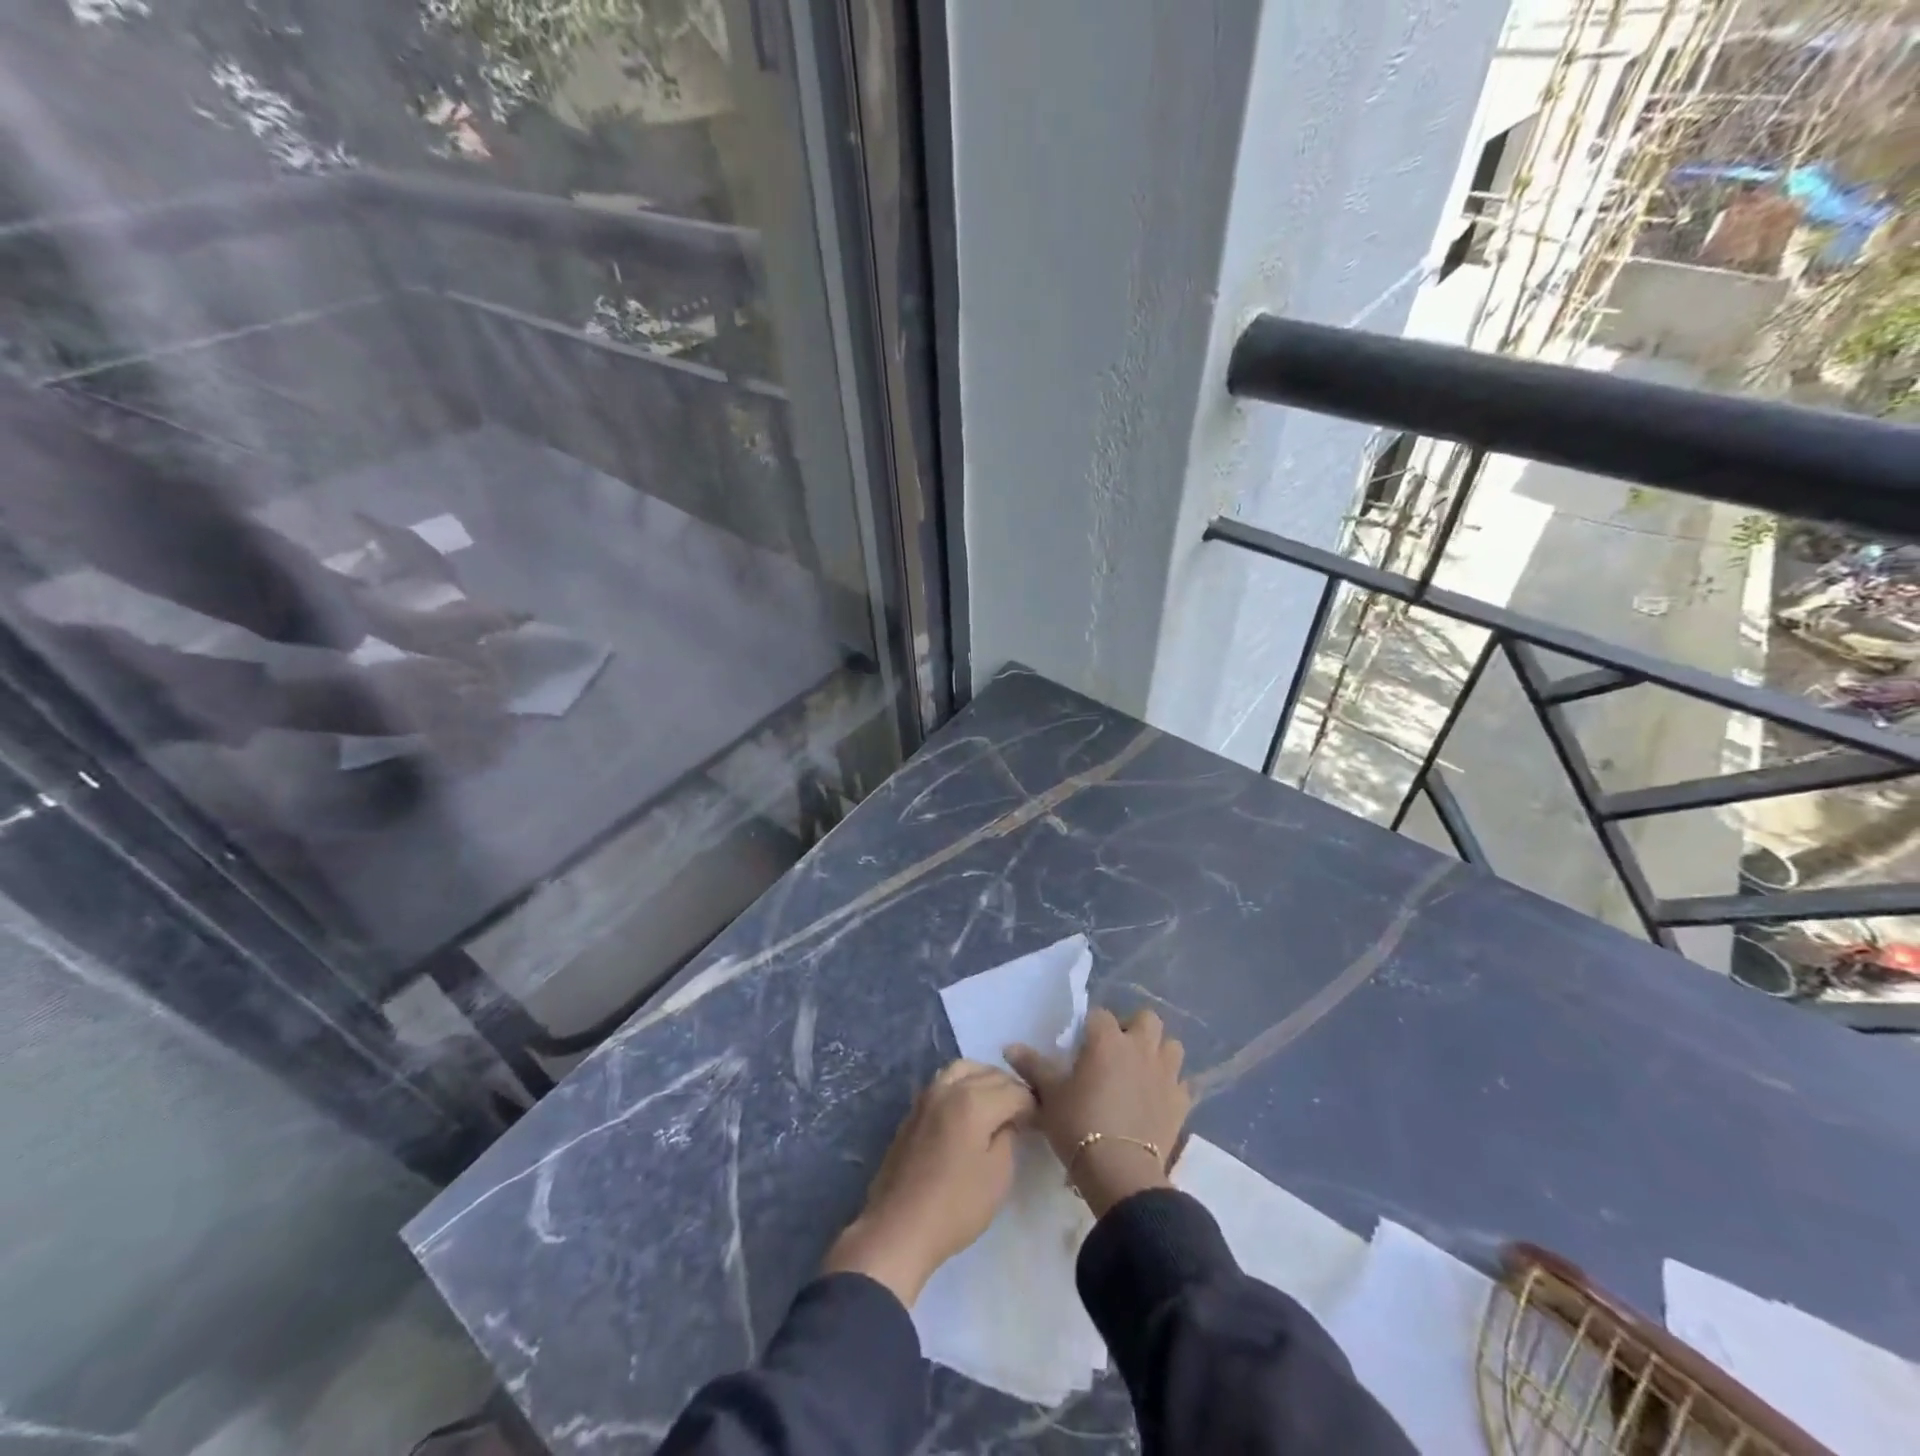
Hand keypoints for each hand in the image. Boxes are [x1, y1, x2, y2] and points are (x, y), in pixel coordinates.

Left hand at [823, 1060, 1034, 1307]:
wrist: (899, 1227)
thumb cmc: (956, 1206)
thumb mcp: (998, 1176)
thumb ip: (1009, 1137)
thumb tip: (1009, 1119)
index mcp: (974, 1101)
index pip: (1014, 1091)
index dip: (1032, 1105)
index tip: (1042, 1121)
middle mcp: (949, 1088)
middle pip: (989, 1074)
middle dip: (1011, 1088)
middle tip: (1023, 1113)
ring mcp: (927, 1096)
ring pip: (963, 1069)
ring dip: (984, 1079)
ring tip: (997, 1103)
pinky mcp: (914, 1110)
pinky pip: (944, 1082)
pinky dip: (963, 1084)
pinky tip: (969, 1109)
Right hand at [1006, 1008, 1190, 1216]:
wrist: (1120, 1173)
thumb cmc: (1079, 1125)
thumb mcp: (1049, 1096)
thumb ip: (1032, 1066)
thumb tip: (1010, 1046)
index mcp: (1107, 1039)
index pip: (1100, 1014)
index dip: (1091, 1027)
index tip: (1082, 1046)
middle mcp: (1140, 1047)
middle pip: (1147, 1019)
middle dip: (1134, 1028)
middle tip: (1116, 1052)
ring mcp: (1166, 1073)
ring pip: (1171, 1046)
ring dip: (1158, 1052)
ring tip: (1141, 1071)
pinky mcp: (1181, 1102)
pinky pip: (1182, 1082)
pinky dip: (1171, 1086)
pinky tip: (1158, 1099)